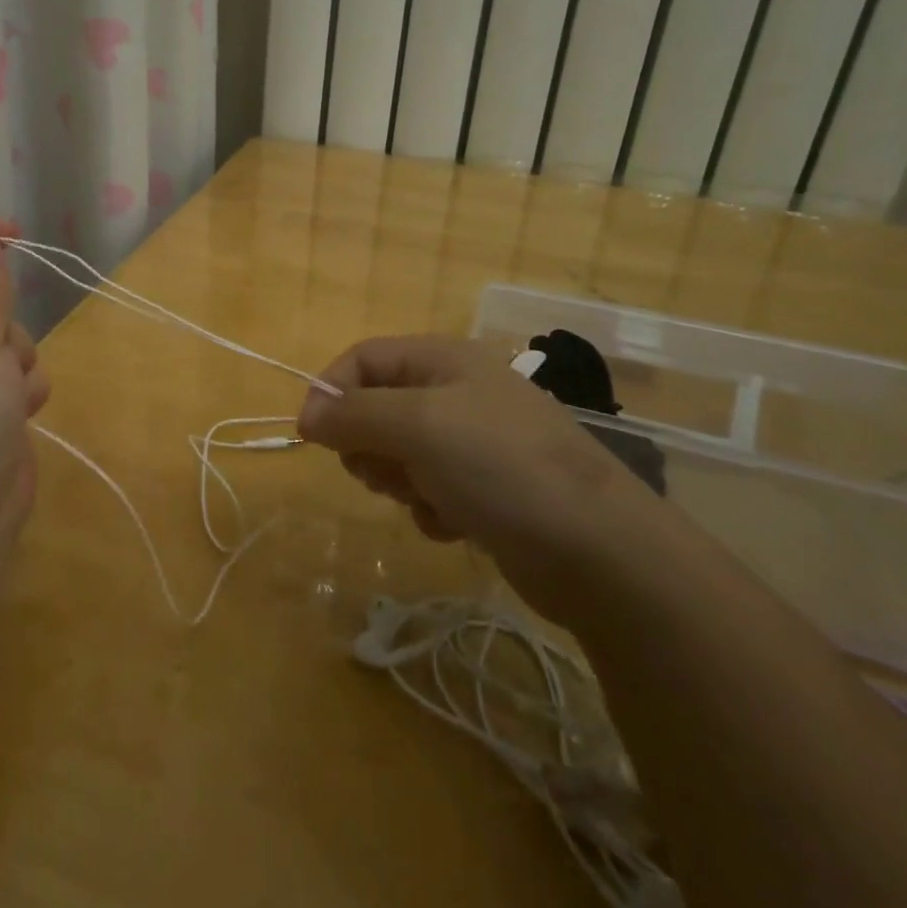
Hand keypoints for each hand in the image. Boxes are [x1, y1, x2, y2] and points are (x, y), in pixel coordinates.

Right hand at [297, 335, 665, 619]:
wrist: (598, 549)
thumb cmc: (499, 466)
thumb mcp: (417, 425)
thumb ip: (354, 414)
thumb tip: (309, 415)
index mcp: (443, 359)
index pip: (363, 359)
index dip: (331, 390)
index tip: (310, 436)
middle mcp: (457, 392)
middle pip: (377, 408)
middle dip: (370, 444)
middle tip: (383, 472)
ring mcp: (475, 441)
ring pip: (399, 453)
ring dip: (401, 481)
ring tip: (429, 499)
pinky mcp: (486, 488)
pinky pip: (429, 489)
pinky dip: (431, 507)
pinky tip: (455, 524)